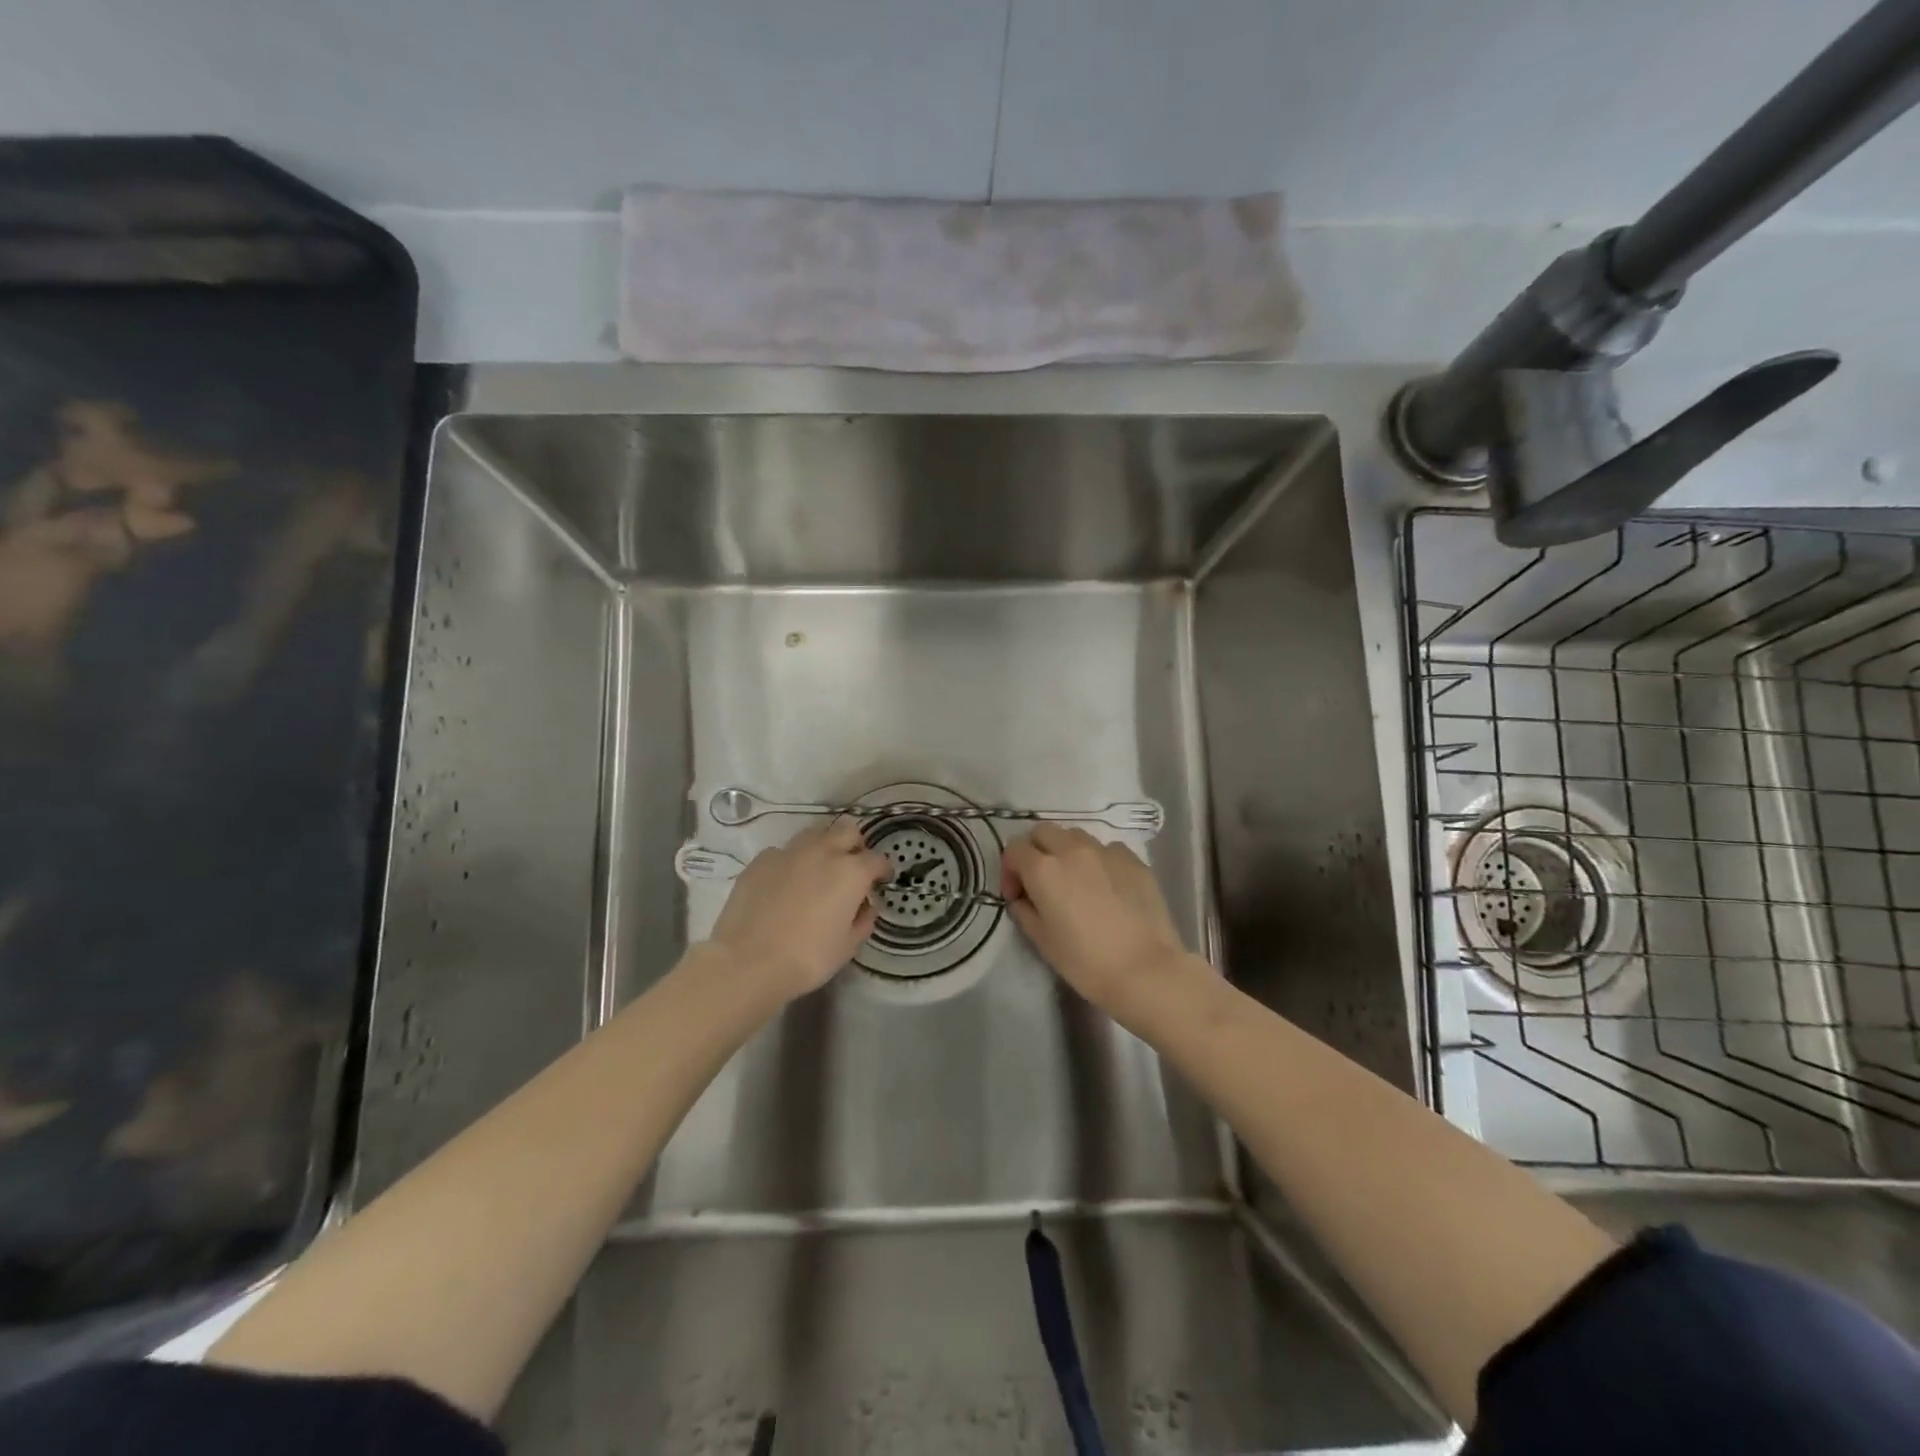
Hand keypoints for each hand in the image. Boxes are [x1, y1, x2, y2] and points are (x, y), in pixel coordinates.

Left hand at [706, 819, 891, 999]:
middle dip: (855, 845)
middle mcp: (823, 852)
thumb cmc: (807, 958)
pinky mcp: (761, 860)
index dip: (883, 870)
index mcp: (851, 872)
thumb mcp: (848, 946)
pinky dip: (792, 862)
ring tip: (819, 870)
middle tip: (852, 868)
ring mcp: (789, 852)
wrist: (748, 962)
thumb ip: (863, 920)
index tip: (881, 881)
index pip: (877, 859)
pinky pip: (784, 852)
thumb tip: (866, 906)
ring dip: (824, 846)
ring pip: (815, 833)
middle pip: (847, 830)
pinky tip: (786, 883)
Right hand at [1000, 824, 1186, 1010]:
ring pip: (1075, 836)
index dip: (1010, 870)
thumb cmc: (1086, 962)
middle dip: (1035, 850)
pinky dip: (1098, 860)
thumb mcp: (1042, 941)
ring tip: (1075, 881)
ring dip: (1066, 851)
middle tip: (1041, 881)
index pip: (1014, 848)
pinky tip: (1106, 887)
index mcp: (1043, 869)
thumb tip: (1023, 898)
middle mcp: (1072, 849)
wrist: (1146, 971)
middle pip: (1043, 831)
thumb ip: (1024, 910)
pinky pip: (1106, 849)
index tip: (1018, 895)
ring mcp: (1106, 851)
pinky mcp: (1133, 859)